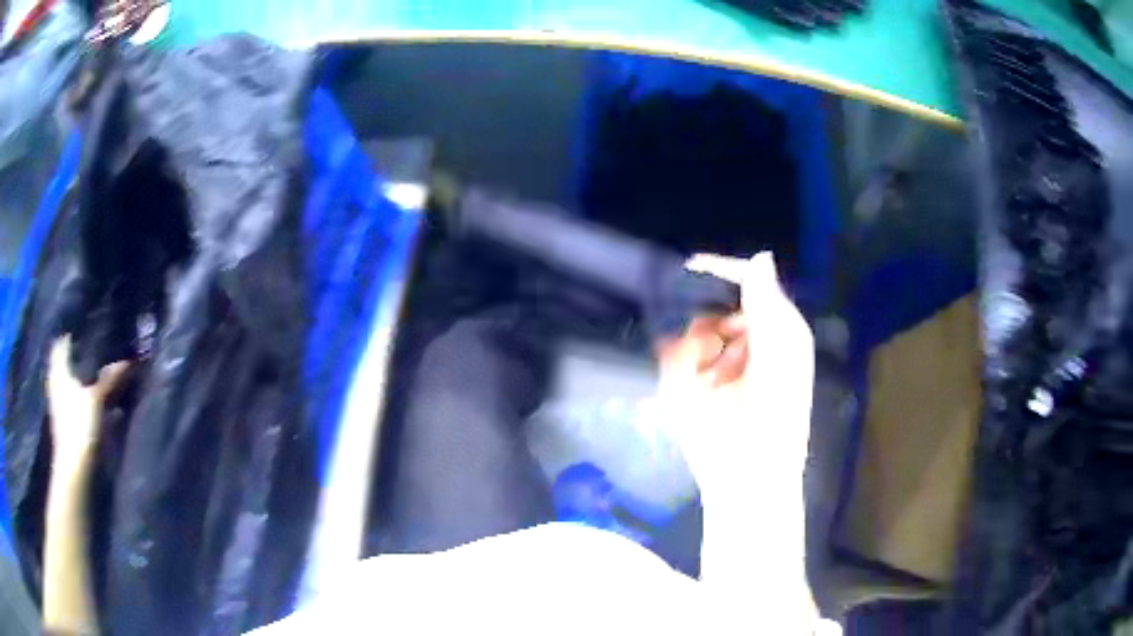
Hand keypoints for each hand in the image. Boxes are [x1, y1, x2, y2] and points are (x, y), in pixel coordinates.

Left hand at [47, 337, 129, 459]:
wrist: (74, 466)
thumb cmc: (80, 425)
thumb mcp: (96, 399)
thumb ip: (109, 379)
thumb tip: (126, 361)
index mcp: (59, 369)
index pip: (62, 342)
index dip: (72, 332)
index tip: (86, 325)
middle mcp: (56, 381)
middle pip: (64, 360)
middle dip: (76, 353)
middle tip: (93, 345)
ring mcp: (59, 402)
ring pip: (68, 379)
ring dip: (79, 374)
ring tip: (95, 369)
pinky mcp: (65, 418)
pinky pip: (72, 397)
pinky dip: (80, 392)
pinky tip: (90, 394)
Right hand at [654, 253, 813, 494]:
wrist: (747, 477)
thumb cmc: (771, 420)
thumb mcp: (776, 357)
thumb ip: (767, 305)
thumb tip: (761, 255)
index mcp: (779, 331)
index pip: (751, 284)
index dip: (723, 271)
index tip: (691, 267)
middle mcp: (752, 343)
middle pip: (717, 309)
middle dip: (708, 329)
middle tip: (714, 362)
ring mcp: (724, 365)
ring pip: (696, 334)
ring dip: (697, 355)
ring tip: (708, 387)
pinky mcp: (699, 388)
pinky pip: (681, 359)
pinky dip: (683, 371)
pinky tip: (696, 395)